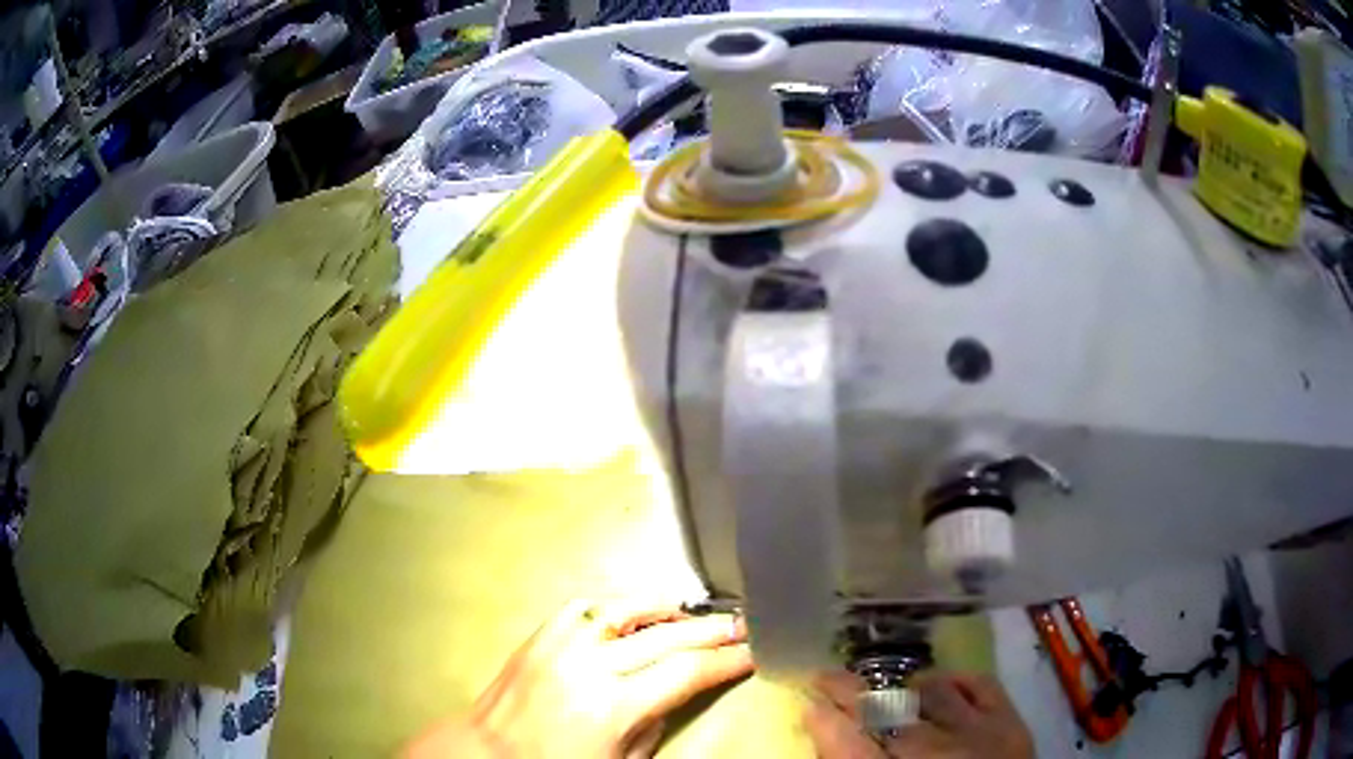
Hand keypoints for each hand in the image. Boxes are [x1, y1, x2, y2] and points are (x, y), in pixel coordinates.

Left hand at [404, 599, 752, 758]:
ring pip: (625, 609)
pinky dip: (616, 606)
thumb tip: (671, 695)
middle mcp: (588, 665)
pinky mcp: (539, 635)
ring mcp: (560, 644)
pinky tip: (633, 613)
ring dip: (666, 609)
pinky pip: (584, 607)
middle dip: (712, 629)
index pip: (686, 672)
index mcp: (612, 707)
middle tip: (744, 624)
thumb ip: (652, 726)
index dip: (727, 661)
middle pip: (665, 636)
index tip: (754, 652)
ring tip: (693, 613)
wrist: (486, 753)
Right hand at [804, 670, 1034, 757]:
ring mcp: (977, 733)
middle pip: (883, 710)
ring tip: (888, 689)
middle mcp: (935, 753)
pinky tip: (938, 685)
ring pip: (929, 691)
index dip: (823, 721)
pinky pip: (979, 683)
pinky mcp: (1010, 722)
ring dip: (902, 687)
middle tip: (826, 676)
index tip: (808, 704)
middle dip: (848, 690)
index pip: (847, 745)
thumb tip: (830, 738)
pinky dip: (955, 680)